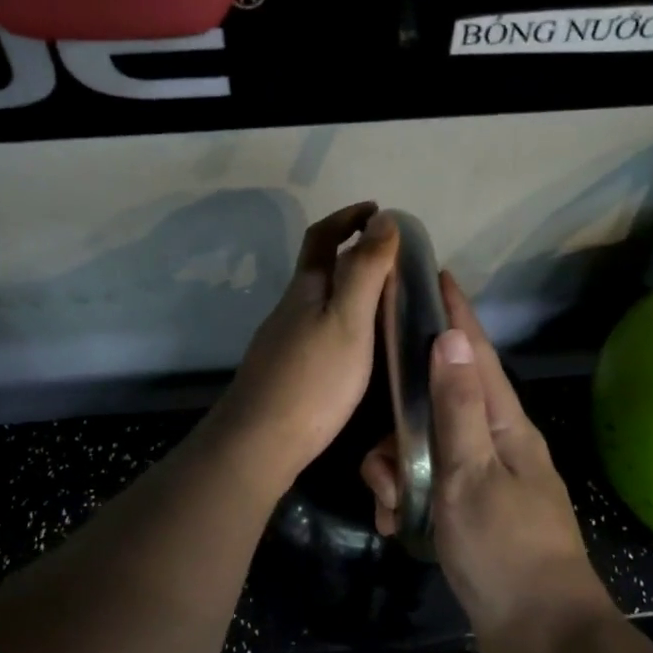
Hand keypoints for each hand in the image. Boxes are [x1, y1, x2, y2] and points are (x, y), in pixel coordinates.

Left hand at [206, 202, 399, 495]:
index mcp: (305, 289)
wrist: (259, 442)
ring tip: (387, 302)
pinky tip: (358, 346)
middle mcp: (290, 308)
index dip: (348, 217)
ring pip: (318, 301)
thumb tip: (383, 218)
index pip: (323, 236)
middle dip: (351, 252)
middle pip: (318, 267)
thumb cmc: (312, 380)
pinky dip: (342, 321)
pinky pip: (318, 330)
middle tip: (393, 259)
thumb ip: (365, 271)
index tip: (377, 210)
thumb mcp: (348, 320)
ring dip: (348, 290)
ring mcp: (283, 341)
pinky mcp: (285, 370)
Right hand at [361, 274, 618, 652]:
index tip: (438, 275)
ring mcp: (486, 478)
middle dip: (402, 423)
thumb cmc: (505, 550)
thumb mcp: (470, 474)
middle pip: (440, 403)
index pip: (476, 353)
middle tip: (382, 457)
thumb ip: (457, 407)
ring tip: (391, 506)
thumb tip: (451, 337)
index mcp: (505, 424)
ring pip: (427, 447)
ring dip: (399, 471)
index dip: (457, 314)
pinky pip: (430, 485)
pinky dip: (409, 499)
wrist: (540, 636)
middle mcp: (498, 442)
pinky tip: (397, 525)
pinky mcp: (473, 511)